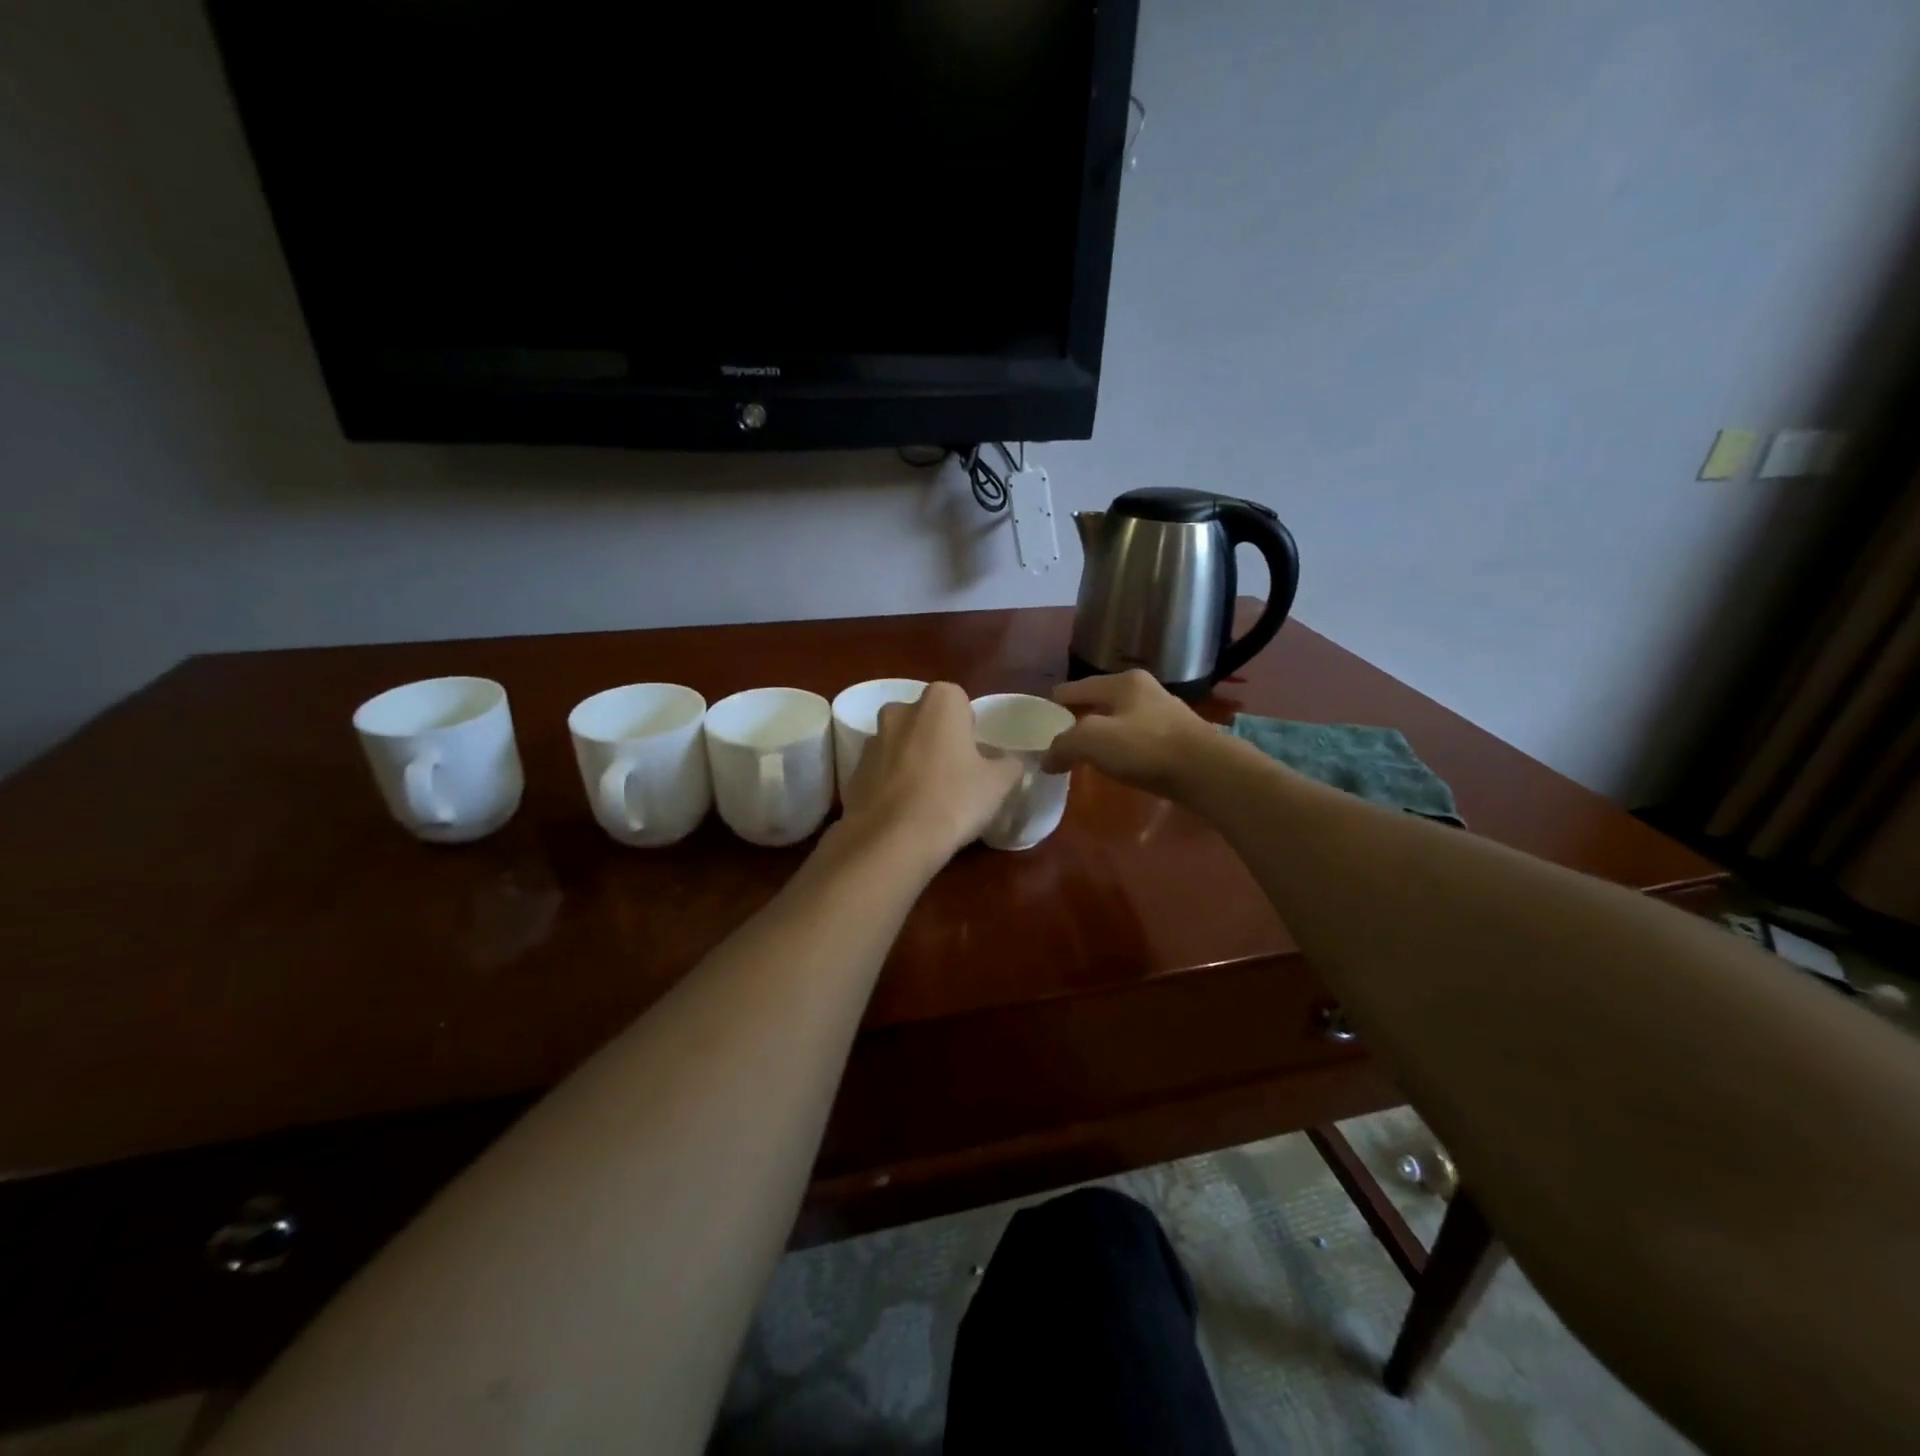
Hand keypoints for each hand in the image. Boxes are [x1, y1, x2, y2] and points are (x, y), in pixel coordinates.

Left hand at [840, 682, 1022, 865]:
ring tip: (928, 799)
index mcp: (940, 701)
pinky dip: (892, 784)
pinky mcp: (853, 771)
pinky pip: (881, 771)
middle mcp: (901, 710)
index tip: (975, 758)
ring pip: (901, 744)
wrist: (892, 839)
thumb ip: (1009, 764)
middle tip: (954, 776)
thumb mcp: (999, 783)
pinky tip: (905, 813)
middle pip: (926, 721)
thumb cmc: (954, 799)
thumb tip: (1009, 762)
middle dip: (938, 741)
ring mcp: (872, 739)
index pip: (960, 703)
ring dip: (913, 761)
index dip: (969, 730)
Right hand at [1040, 670, 1218, 799]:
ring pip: (1121, 720)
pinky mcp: (1178, 738)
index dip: (1056, 702)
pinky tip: (1118, 763)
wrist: (1206, 771)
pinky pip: (1138, 738)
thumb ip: (1063, 745)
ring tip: (1087, 752)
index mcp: (1123, 682)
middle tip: (1060, 737)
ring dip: (1103, 733)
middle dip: (1080, 717)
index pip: (1077, 687)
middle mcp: (1145, 690)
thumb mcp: (1092, 741)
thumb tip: (1047, 759)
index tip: (1039, 718)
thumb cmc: (1146, 747)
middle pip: (1101, 701)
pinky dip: (1123, 748)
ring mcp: (1165, 713)